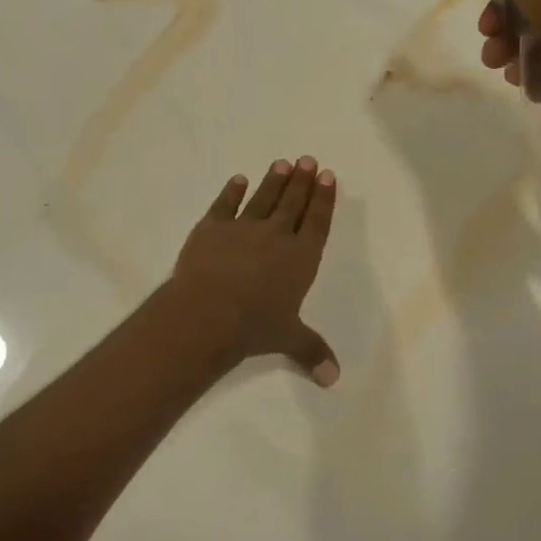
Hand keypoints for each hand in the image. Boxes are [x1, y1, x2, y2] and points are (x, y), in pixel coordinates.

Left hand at [169, 157, 339, 386]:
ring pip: (263, 198)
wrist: (206, 313)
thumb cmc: (253, 326)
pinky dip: (232, 192)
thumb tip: (334, 380)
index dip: (324, 199)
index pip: (317, 222)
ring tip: (283, 163)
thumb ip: (312, 352)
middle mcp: (276, 236)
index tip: (328, 176)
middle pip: (293, 202)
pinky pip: (225, 205)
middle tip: (308, 160)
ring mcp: (243, 228)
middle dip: (303, 181)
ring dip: (274, 180)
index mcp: (301, 257)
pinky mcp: (211, 227)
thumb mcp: (288, 340)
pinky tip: (238, 180)